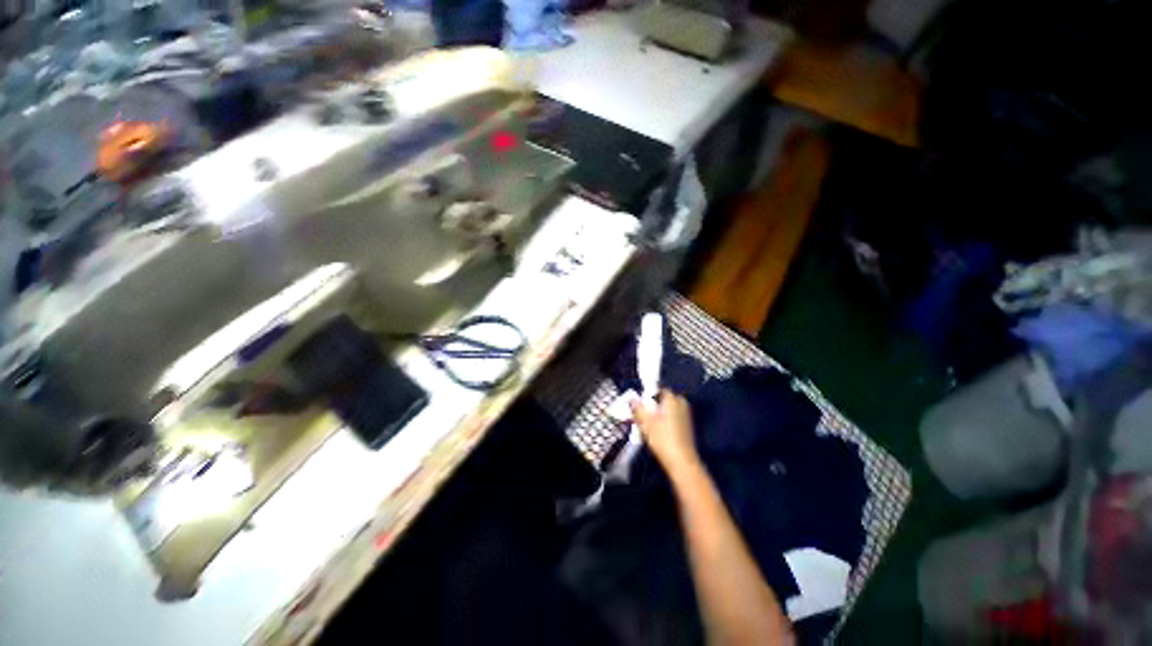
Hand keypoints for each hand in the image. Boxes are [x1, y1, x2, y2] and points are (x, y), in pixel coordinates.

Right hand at [631, 390, 699, 473]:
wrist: (682, 462)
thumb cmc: (663, 439)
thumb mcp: (646, 423)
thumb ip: (638, 409)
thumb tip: (632, 399)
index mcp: (672, 399)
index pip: (660, 390)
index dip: (649, 395)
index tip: (640, 404)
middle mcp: (681, 404)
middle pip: (664, 400)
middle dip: (654, 405)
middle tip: (643, 415)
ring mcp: (686, 416)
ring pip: (668, 410)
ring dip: (659, 414)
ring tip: (648, 425)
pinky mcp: (687, 428)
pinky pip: (673, 419)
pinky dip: (665, 422)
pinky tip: (658, 432)